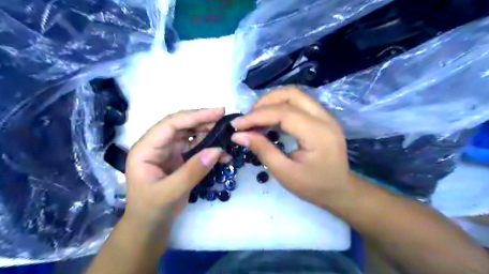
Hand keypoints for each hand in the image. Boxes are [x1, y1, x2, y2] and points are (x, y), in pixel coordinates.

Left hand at [125, 109, 225, 230]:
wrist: (150, 226)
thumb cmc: (152, 209)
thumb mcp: (170, 192)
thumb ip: (193, 171)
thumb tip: (217, 149)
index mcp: (146, 148)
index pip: (171, 124)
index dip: (195, 116)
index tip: (218, 112)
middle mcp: (158, 145)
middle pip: (183, 125)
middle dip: (205, 122)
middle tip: (226, 122)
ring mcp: (169, 151)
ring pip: (191, 135)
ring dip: (210, 135)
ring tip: (228, 137)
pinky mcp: (180, 158)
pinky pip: (197, 148)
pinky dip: (210, 149)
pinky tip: (224, 155)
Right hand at [231, 87, 353, 208]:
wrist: (339, 190)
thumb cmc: (313, 186)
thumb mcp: (285, 173)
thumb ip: (262, 150)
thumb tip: (238, 135)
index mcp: (318, 134)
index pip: (284, 113)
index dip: (257, 115)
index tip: (237, 124)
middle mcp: (325, 118)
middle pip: (291, 94)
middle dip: (264, 102)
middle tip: (248, 119)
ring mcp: (325, 115)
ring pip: (294, 95)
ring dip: (271, 102)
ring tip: (255, 118)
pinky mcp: (322, 117)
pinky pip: (298, 102)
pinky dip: (280, 106)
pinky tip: (269, 119)